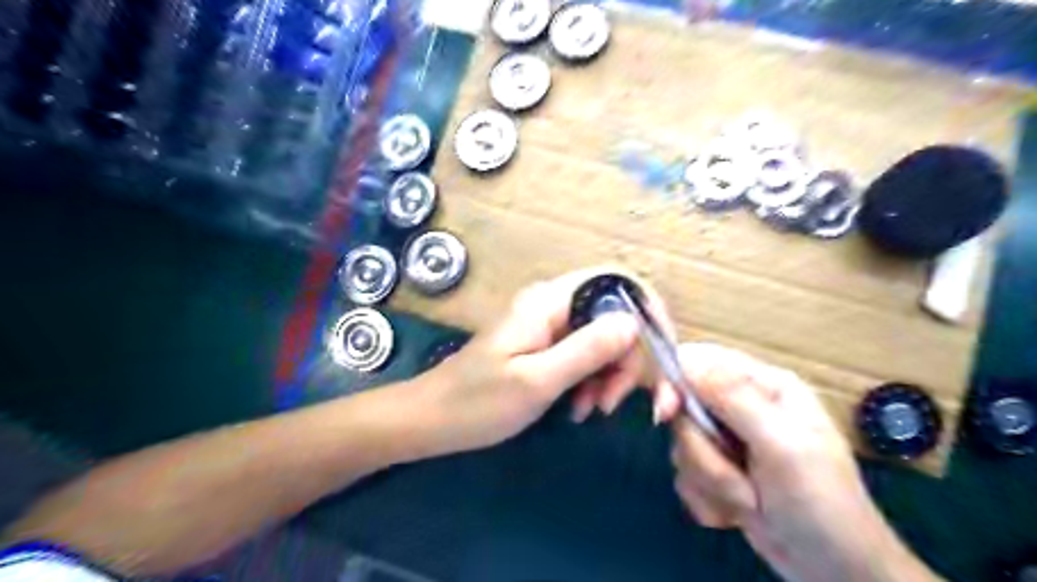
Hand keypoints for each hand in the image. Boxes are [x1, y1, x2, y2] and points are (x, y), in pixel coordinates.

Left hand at [415, 266, 682, 455]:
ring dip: (608, 376)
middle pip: (615, 316)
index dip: (646, 310)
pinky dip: (591, 382)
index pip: (617, 282)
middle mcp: (554, 305)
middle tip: (610, 403)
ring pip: (603, 340)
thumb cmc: (477, 402)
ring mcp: (550, 326)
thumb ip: (587, 349)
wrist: (432, 419)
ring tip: (589, 411)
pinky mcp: (546, 347)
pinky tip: (578, 409)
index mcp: (550, 301)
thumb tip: (634, 322)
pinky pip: (585, 356)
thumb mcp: (537, 380)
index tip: (659, 354)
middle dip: (625, 359)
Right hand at [670, 344, 946, 580]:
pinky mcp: (717, 471)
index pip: (700, 361)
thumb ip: (734, 399)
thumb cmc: (821, 503)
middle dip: (703, 451)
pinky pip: (685, 474)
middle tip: (736, 477)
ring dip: (710, 480)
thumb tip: (686, 361)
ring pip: (683, 445)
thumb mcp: (782, 445)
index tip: (665, 413)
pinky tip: (739, 513)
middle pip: (685, 409)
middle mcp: (741, 406)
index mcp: (763, 385)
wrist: (835, 574)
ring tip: (750, 501)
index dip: (675, 382)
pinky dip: (708, 499)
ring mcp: (728, 440)